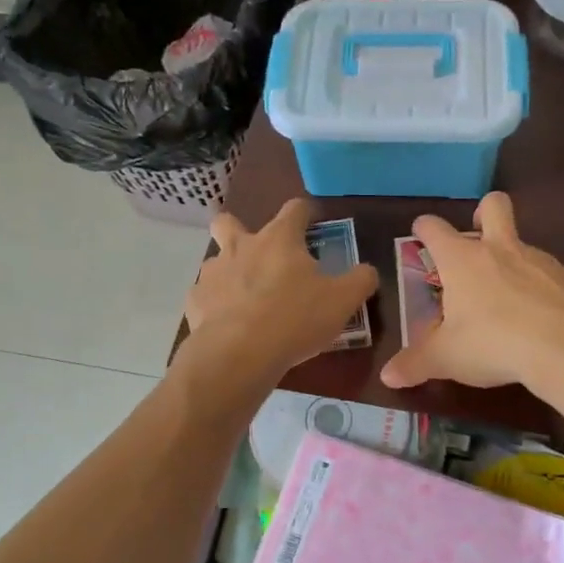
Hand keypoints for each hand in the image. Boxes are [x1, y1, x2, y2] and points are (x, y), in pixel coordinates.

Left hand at [180, 199, 377, 392]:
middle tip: (258, 253)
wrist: (239, 354)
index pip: (294, 209)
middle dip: (239, 228)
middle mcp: (241, 246)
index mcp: (279, 239)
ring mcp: (213, 273)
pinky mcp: (196, 302)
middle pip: (229, 222)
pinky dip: (216, 305)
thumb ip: (360, 280)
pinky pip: (205, 296)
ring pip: (216, 261)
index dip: (305, 212)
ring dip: (229, 272)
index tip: (312, 222)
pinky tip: (228, 325)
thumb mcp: (343, 301)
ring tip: (245, 299)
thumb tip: (367, 271)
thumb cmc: (296, 319)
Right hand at [381, 192, 563, 393]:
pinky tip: (542, 316)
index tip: (421, 231)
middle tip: (477, 234)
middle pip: (493, 206)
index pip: (435, 229)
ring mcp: (539, 260)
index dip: (425, 228)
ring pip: (523, 243)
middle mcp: (500, 249)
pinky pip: (550, 273)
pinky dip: (542, 287)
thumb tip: (388, 377)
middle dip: (483, 213)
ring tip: (508, 296)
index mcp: (462, 260)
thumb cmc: (494, 344)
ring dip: (513, 259)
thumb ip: (416, 365)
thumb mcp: (447, 359)